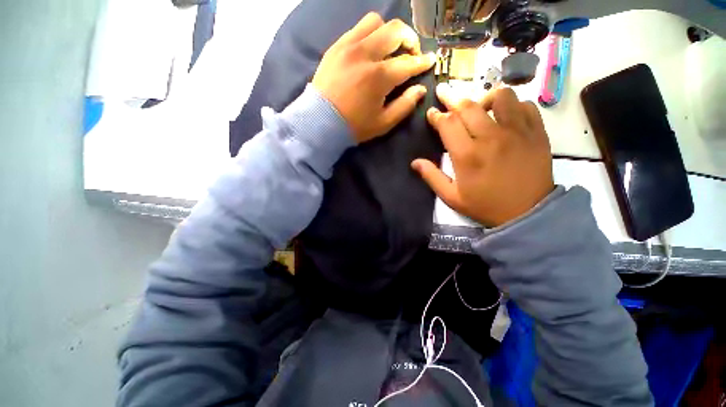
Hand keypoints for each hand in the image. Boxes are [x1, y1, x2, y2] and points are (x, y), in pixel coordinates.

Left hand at [312, 13, 435, 142]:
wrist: (320, 122)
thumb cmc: (354, 126)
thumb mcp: (383, 123)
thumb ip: (405, 106)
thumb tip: (420, 90)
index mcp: (380, 77)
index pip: (408, 62)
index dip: (422, 62)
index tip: (430, 60)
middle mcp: (366, 54)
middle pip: (395, 30)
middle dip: (410, 39)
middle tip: (410, 53)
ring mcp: (349, 46)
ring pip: (376, 22)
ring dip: (388, 33)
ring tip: (389, 48)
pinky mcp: (336, 47)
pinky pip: (357, 28)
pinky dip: (369, 34)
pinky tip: (370, 49)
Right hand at [412, 84, 553, 226]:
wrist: (527, 213)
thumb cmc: (485, 205)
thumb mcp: (451, 197)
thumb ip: (432, 177)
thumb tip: (415, 162)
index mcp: (467, 155)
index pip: (447, 124)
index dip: (436, 116)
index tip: (431, 113)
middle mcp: (490, 137)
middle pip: (468, 106)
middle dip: (451, 98)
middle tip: (444, 94)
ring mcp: (517, 132)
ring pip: (500, 96)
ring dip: (484, 98)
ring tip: (479, 107)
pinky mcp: (536, 132)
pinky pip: (525, 105)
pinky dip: (512, 105)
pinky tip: (505, 116)